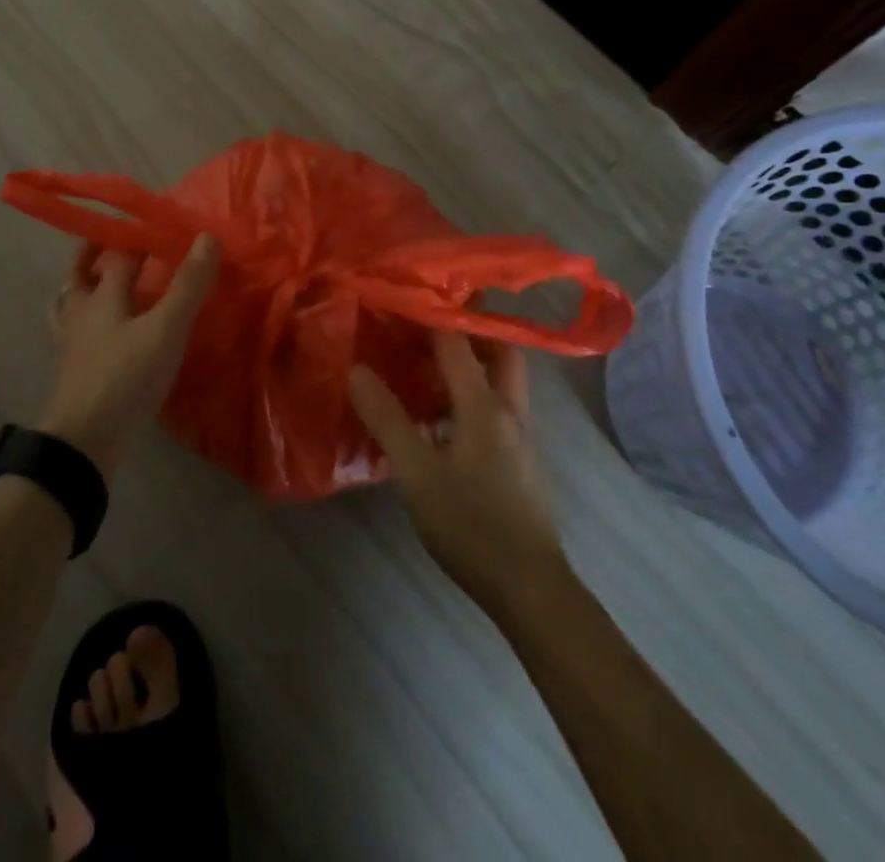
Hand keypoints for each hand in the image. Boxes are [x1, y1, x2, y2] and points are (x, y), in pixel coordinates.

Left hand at [40, 235, 219, 477]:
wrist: (85, 442)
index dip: (135, 235)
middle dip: (95, 255)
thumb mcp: (166, 328)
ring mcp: (75, 345)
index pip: (117, 254)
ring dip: (86, 287)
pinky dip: (89, 323)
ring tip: (104, 282)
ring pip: (73, 305)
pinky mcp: (76, 372)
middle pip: (81, 275)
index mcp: (102, 295)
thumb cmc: (126, 376)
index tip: (154, 223)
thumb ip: (188, 285)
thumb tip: (208, 236)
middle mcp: (82, 313)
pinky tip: (108, 333)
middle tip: (117, 243)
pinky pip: (79, 334)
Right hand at [349, 331, 568, 614]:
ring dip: (468, 361)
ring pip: (498, 379)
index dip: (428, 315)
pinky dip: (468, 392)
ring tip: (424, 358)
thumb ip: (387, 419)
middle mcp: (509, 410)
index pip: (457, 343)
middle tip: (426, 321)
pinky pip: (493, 405)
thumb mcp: (417, 473)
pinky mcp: (516, 458)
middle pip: (497, 351)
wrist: (528, 587)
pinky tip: (438, 412)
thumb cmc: (471, 525)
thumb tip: (356, 369)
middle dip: (467, 329)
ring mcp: (518, 435)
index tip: (400, 296)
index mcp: (485, 405)